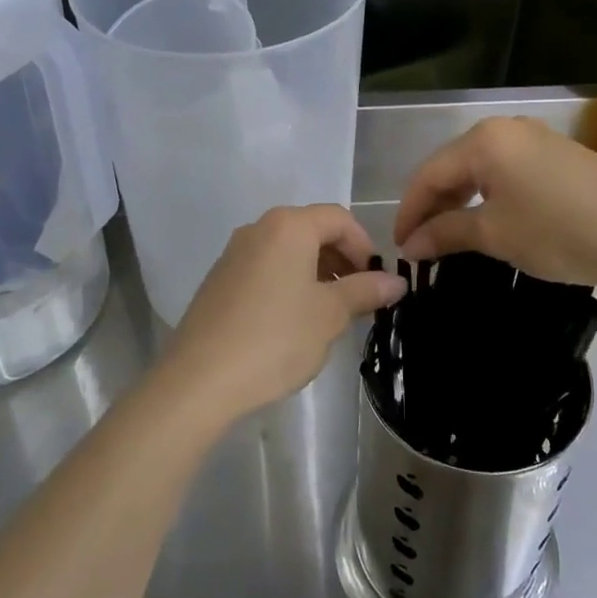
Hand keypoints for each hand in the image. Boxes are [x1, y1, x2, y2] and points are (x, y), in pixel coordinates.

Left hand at [158, 205, 405, 429]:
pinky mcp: (219, 279)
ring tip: (329, 315)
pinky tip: (292, 323)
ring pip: (288, 251)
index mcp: (288, 226)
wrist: (200, 378)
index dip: (364, 246)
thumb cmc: (276, 338)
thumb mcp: (329, 315)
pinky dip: (288, 283)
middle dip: (341, 259)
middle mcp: (258, 228)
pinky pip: (265, 268)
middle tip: (358, 300)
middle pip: (312, 230)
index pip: (339, 218)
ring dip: (316, 273)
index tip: (376, 282)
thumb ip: (365, 291)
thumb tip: (396, 281)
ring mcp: (234, 253)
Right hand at [393, 117, 596, 290]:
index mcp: (484, 140)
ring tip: (450, 237)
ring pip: (479, 168)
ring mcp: (535, 138)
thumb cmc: (560, 233)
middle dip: (433, 206)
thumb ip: (446, 233)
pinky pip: (506, 171)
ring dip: (459, 202)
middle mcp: (505, 128)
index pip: (428, 174)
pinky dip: (487, 196)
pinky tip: (488, 221)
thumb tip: (410, 245)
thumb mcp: (496, 235)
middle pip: (452, 166)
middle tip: (422, 246)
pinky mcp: (557, 154)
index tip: (399, 248)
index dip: (409, 212)